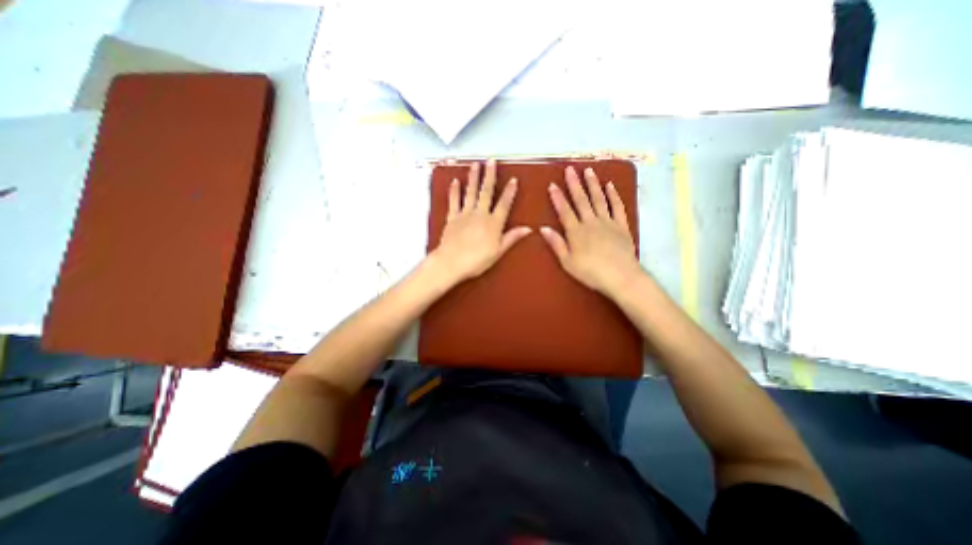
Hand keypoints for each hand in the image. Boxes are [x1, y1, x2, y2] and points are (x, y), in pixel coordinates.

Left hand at [428, 159, 531, 283]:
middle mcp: (480, 214)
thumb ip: (512, 237)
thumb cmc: (477, 260)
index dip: (509, 192)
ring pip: (470, 192)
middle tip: (491, 160)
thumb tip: (529, 228)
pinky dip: (454, 191)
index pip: (504, 204)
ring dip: (473, 177)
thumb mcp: (498, 251)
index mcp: (493, 223)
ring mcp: (465, 214)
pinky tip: (455, 181)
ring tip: (475, 164)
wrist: (451, 262)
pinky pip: (454, 201)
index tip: (513, 180)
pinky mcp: (452, 217)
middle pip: (486, 192)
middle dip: (489, 176)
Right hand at [538, 165, 642, 297]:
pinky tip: (610, 185)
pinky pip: (617, 207)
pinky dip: (613, 195)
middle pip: (581, 200)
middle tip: (570, 169)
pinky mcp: (621, 226)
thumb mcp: (568, 262)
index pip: (564, 211)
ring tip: (588, 171)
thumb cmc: (590, 272)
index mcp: (576, 232)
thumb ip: (556, 244)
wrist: (620, 276)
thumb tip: (543, 228)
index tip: (552, 184)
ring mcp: (608, 222)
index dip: (557, 197)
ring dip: (593, 184)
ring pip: (599, 199)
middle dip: (574, 184)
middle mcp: (591, 222)